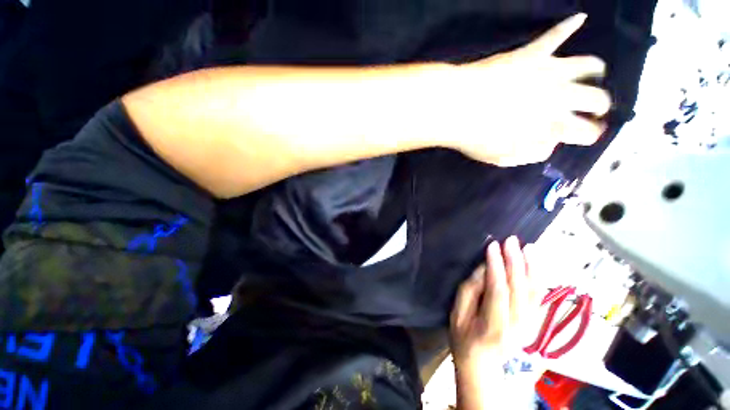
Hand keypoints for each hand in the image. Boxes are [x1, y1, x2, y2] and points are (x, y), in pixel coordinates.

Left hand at [437, 14, 610, 165]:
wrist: (456, 107)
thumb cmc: (476, 137)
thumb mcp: (502, 157)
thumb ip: (531, 153)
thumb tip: (550, 144)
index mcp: (553, 125)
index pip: (588, 132)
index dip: (591, 134)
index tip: (588, 134)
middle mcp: (561, 96)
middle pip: (598, 98)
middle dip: (600, 105)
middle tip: (593, 108)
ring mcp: (548, 71)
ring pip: (589, 65)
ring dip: (594, 71)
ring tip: (591, 75)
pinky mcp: (532, 53)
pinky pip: (555, 34)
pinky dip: (568, 26)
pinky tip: (579, 19)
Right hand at [450, 237, 537, 372]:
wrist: (483, 366)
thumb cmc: (463, 337)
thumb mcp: (458, 313)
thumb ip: (470, 290)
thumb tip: (484, 268)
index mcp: (493, 324)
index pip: (499, 290)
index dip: (496, 266)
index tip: (493, 246)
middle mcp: (517, 325)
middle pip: (520, 289)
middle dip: (516, 261)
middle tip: (512, 241)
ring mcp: (529, 325)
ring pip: (534, 292)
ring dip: (532, 267)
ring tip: (528, 247)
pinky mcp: (533, 322)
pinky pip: (539, 297)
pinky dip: (538, 278)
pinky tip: (535, 265)